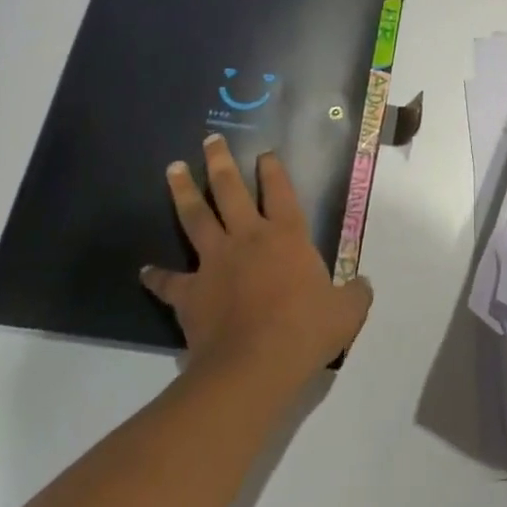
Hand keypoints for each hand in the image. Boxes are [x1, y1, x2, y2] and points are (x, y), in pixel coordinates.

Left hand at [141, 135, 372, 387]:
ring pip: (195, 217)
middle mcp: (248, 238)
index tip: (264, 153)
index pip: (280, 192)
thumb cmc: (305, 330)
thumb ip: (355, 293)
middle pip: (230, 190)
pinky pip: (169, 281)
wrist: (254, 366)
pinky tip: (144, 271)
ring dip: (183, 191)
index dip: (273, 170)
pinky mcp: (190, 292)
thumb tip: (362, 285)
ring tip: (173, 168)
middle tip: (210, 140)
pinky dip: (156, 276)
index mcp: (287, 236)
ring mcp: (215, 262)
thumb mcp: (347, 311)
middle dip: (220, 162)